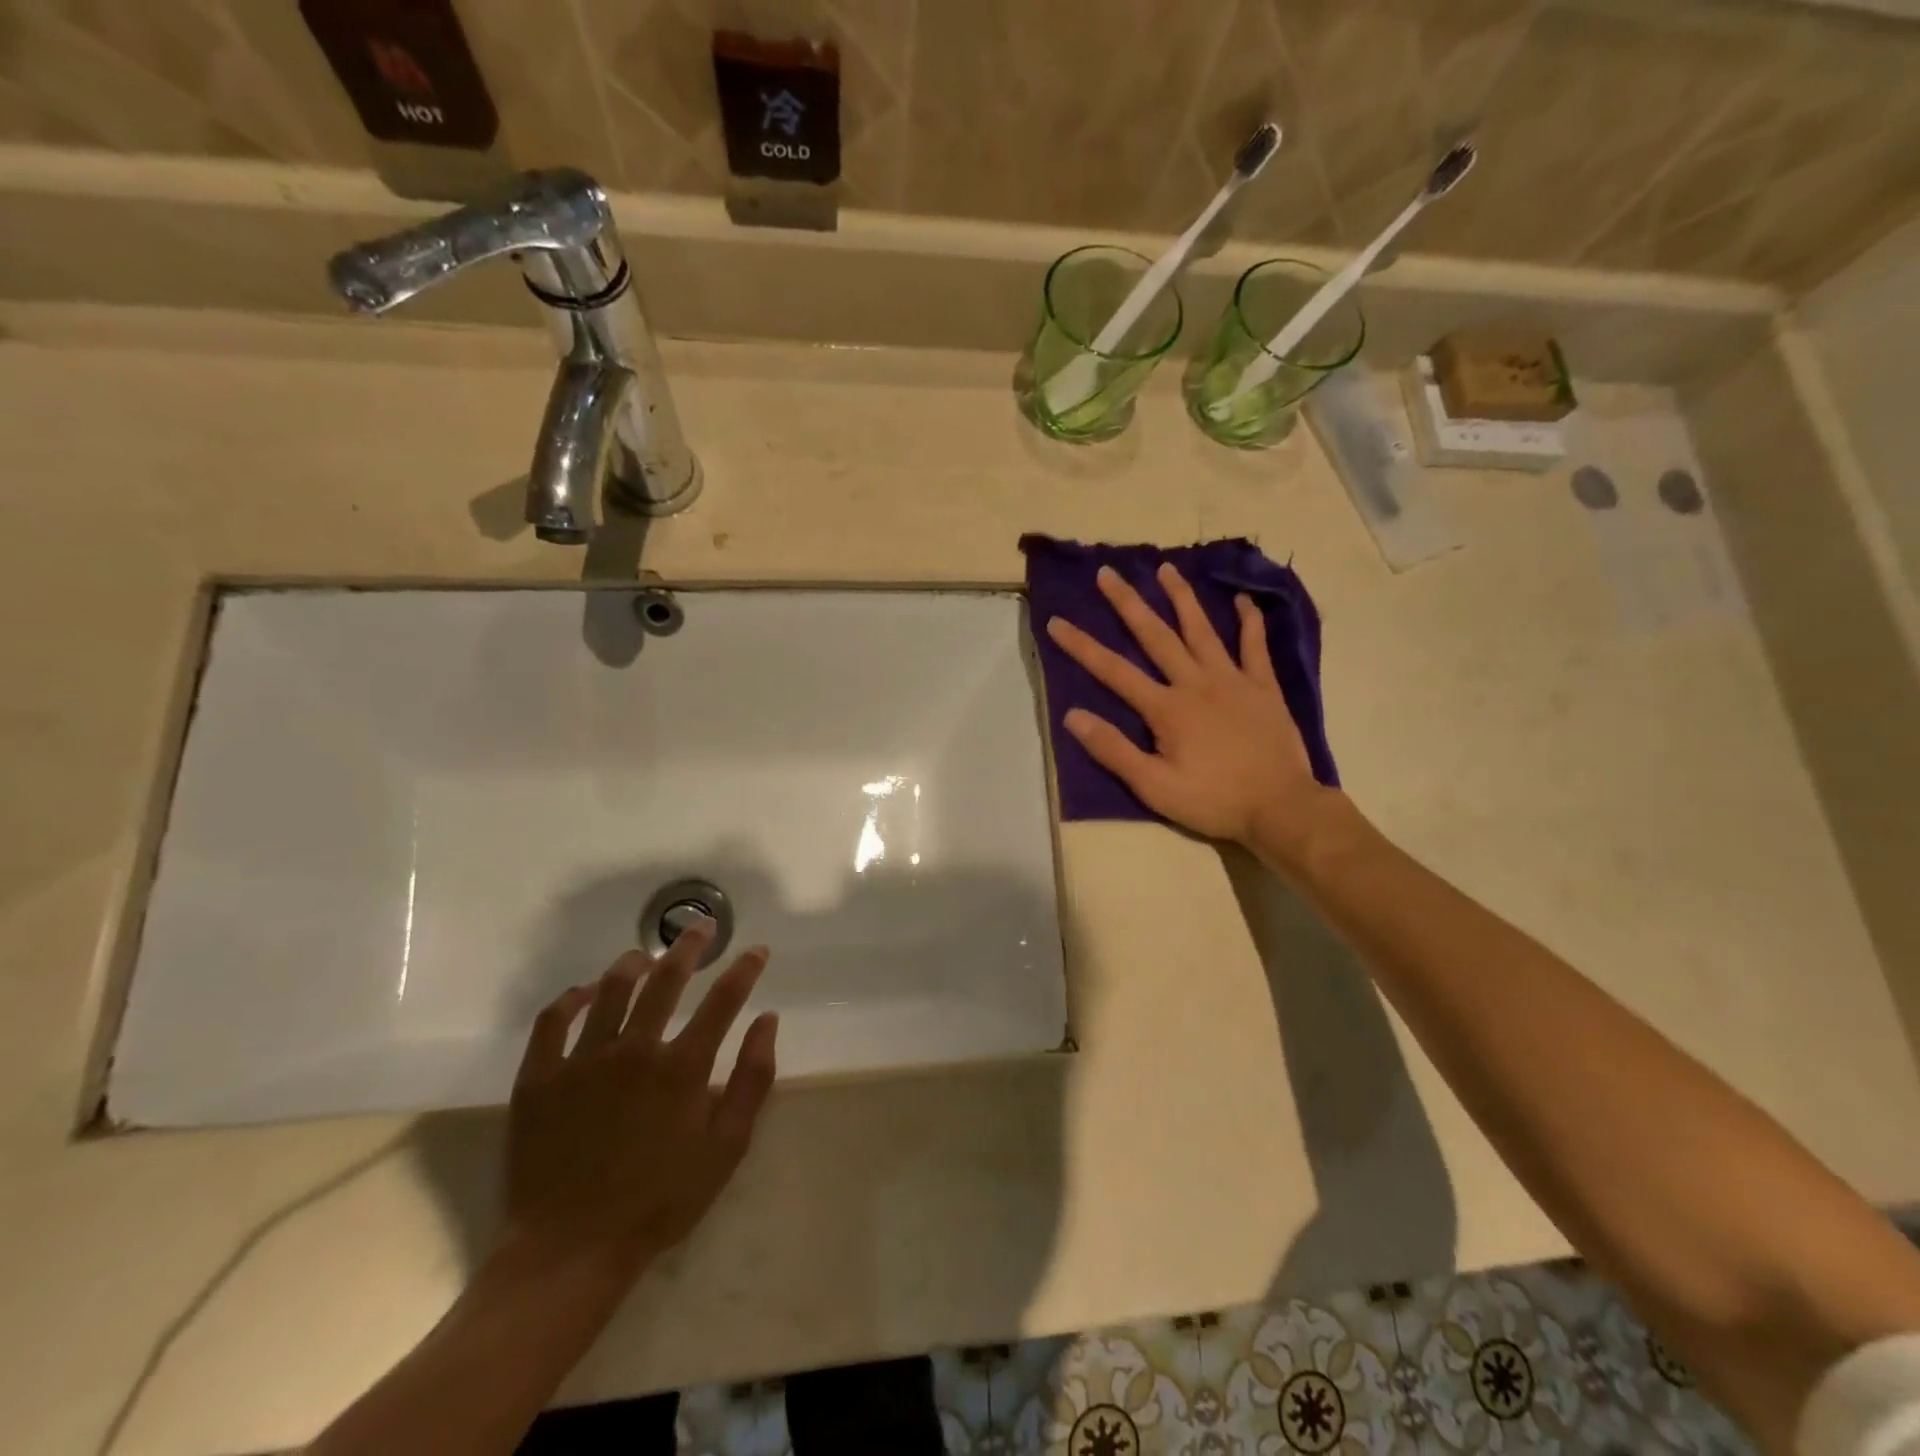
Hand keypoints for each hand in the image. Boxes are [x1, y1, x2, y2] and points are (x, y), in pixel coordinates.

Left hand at [503, 921, 778, 1275]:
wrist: (571, 1250)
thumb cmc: (659, 1201)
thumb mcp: (726, 1148)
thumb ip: (753, 1080)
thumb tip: (767, 1021)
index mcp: (682, 1067)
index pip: (723, 1000)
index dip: (744, 970)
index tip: (755, 951)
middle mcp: (634, 1049)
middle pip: (666, 980)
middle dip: (689, 947)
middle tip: (700, 928)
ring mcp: (582, 1060)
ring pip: (611, 989)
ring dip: (634, 963)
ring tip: (646, 956)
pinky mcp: (539, 1078)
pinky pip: (553, 1021)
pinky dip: (572, 998)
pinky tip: (585, 992)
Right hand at [1045, 562, 1336, 859]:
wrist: (1281, 807)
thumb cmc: (1213, 800)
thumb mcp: (1154, 786)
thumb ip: (1113, 750)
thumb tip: (1073, 716)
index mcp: (1166, 708)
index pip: (1114, 671)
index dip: (1082, 646)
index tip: (1056, 622)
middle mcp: (1196, 683)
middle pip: (1155, 636)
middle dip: (1128, 603)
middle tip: (1108, 572)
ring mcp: (1233, 680)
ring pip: (1202, 630)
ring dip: (1181, 597)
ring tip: (1166, 568)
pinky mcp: (1264, 687)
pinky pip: (1255, 647)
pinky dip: (1249, 621)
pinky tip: (1242, 601)